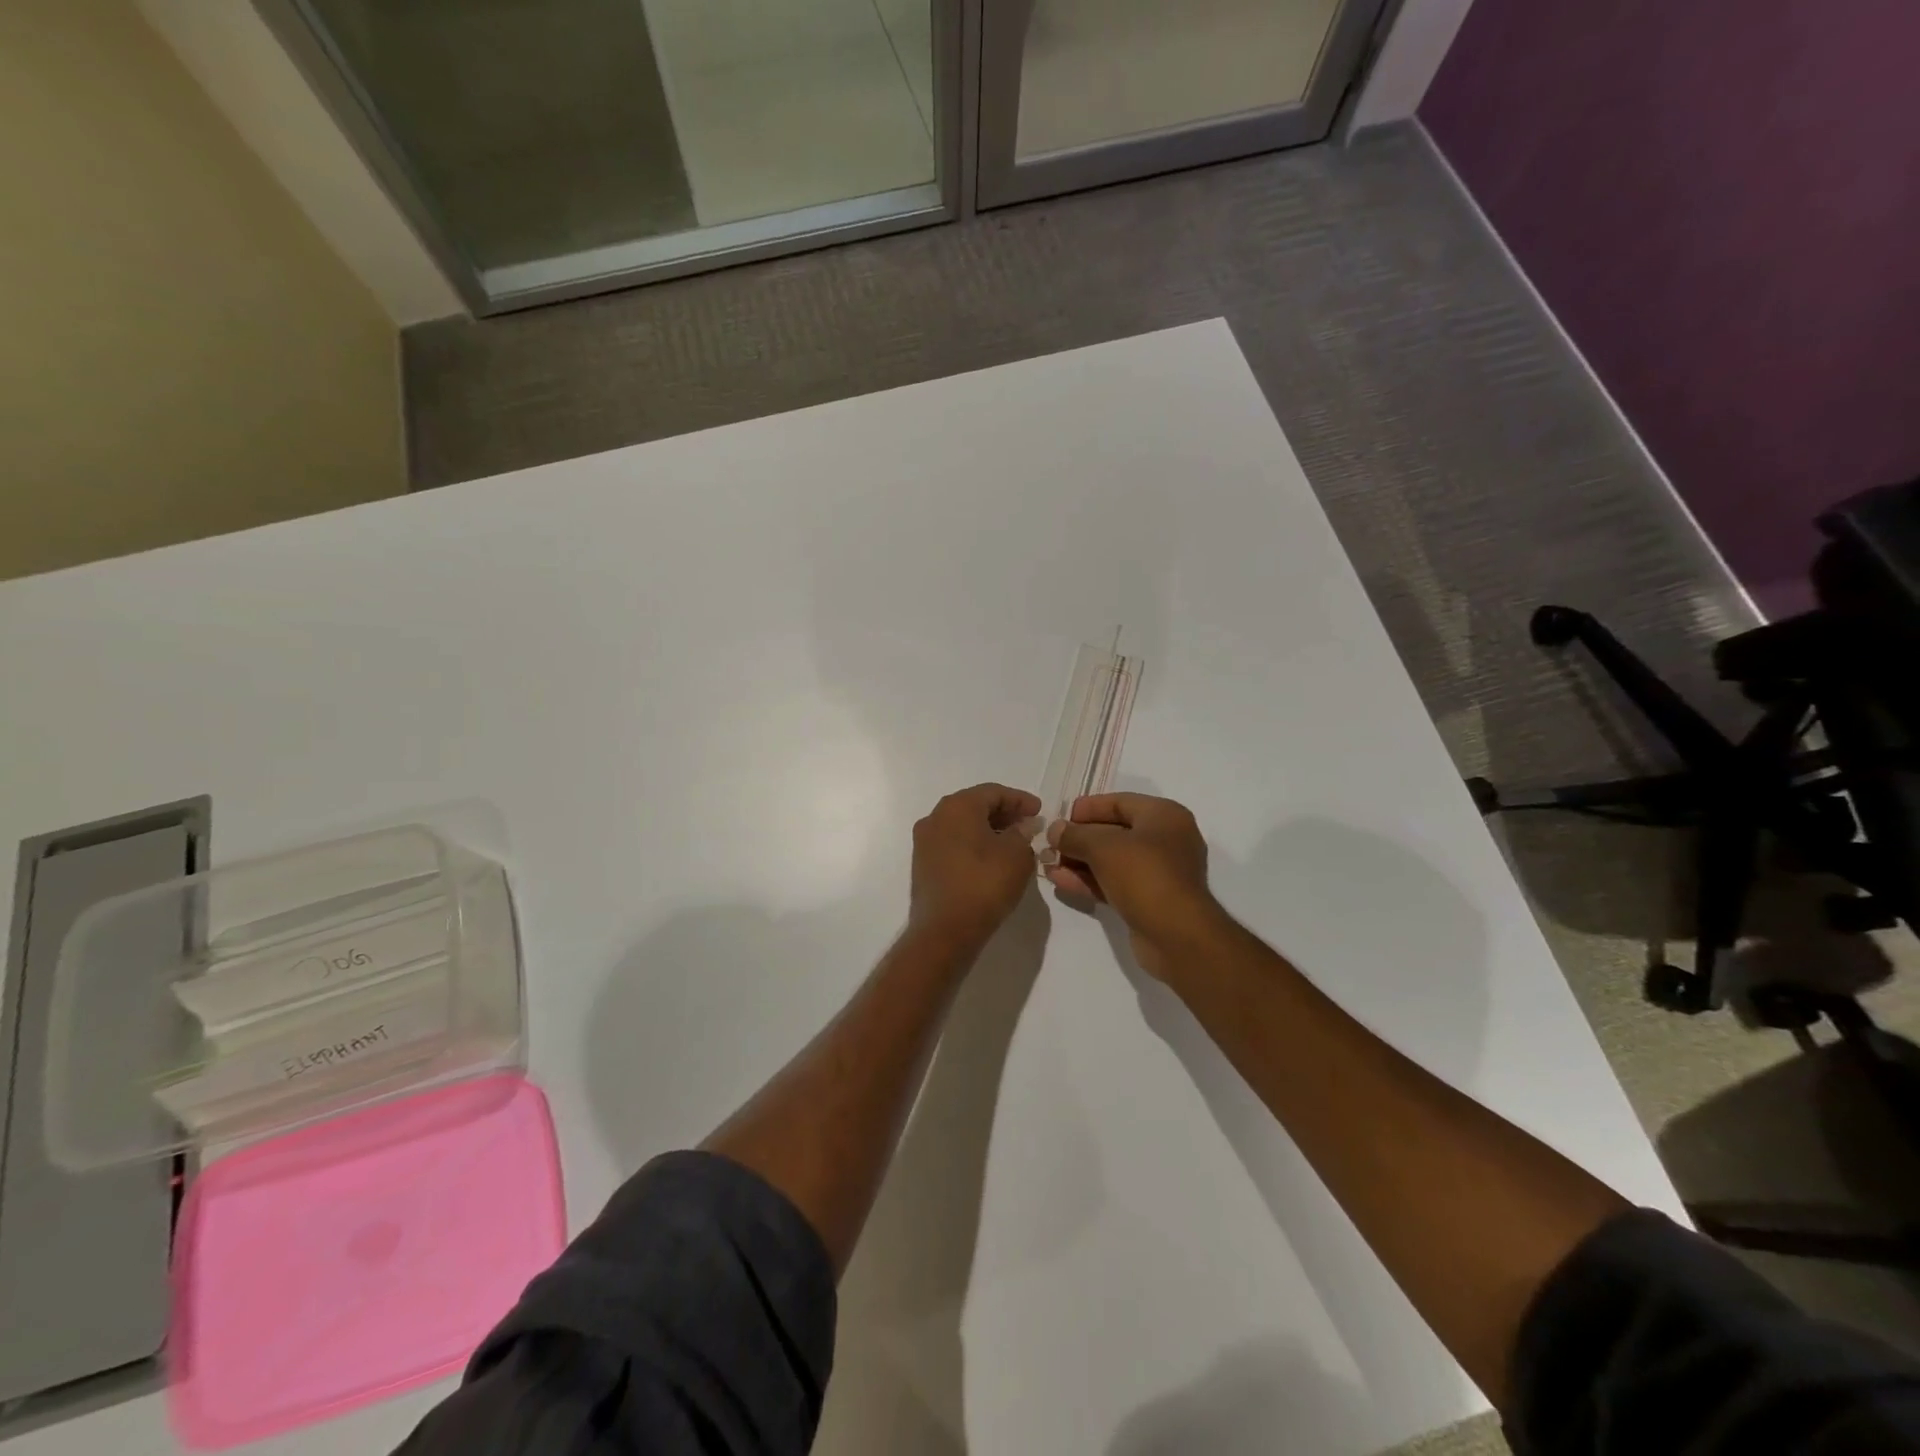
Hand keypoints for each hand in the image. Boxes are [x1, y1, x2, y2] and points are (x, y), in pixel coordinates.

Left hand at [909, 783, 1042, 945]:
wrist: (945, 931)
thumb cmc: (984, 884)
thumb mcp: (1017, 856)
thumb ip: (1023, 833)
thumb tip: (1023, 826)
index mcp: (957, 806)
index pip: (993, 792)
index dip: (1020, 800)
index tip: (1040, 811)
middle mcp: (935, 817)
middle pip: (975, 805)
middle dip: (1003, 813)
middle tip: (1028, 825)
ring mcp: (924, 841)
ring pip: (962, 825)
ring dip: (988, 830)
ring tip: (1013, 843)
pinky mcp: (922, 864)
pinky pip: (953, 844)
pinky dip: (973, 844)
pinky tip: (991, 859)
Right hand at [1046, 793, 1230, 976]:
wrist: (1177, 935)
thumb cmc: (1144, 875)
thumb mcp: (1103, 847)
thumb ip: (1074, 835)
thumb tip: (1055, 830)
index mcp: (1164, 816)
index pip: (1119, 802)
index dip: (1087, 808)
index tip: (1060, 818)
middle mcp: (1166, 839)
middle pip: (1114, 831)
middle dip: (1079, 838)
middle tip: (1050, 844)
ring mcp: (1159, 871)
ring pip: (1112, 859)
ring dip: (1080, 861)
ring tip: (1048, 864)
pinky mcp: (1150, 899)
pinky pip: (1115, 882)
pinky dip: (1090, 880)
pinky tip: (1061, 882)